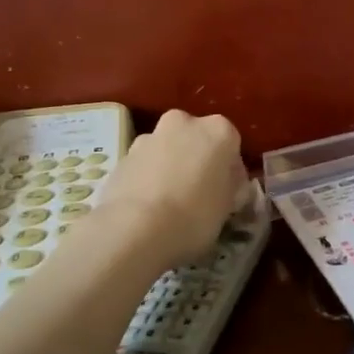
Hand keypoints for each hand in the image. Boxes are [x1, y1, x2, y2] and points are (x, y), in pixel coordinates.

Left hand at [98, 110, 247, 269]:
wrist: (135, 229)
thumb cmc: (195, 215)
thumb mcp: (228, 207)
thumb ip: (229, 188)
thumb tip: (226, 186)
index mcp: (218, 130)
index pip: (232, 145)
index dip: (230, 171)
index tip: (228, 193)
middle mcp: (183, 123)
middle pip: (196, 140)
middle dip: (198, 161)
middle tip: (200, 193)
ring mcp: (149, 137)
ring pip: (167, 150)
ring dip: (171, 167)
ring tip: (170, 204)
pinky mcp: (122, 157)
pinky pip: (144, 166)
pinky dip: (148, 179)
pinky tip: (148, 208)